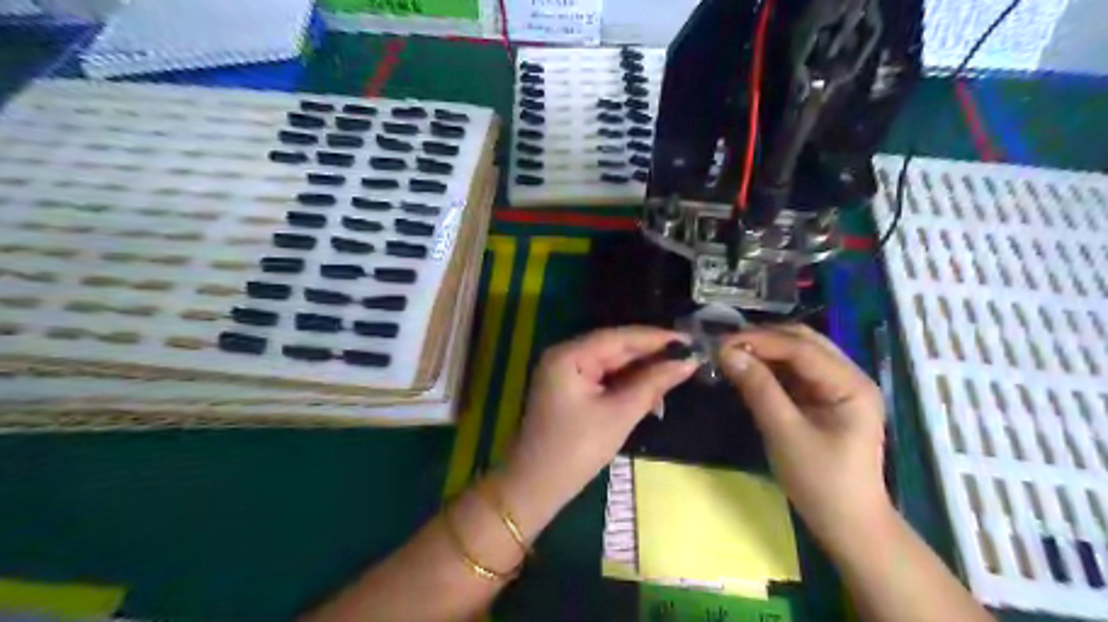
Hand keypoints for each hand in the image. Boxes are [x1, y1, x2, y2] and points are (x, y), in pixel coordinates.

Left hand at [505, 324, 693, 509]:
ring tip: (678, 373)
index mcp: (569, 355)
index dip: (656, 338)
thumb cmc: (576, 450)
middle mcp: (565, 356)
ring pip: (612, 364)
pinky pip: (605, 378)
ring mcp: (566, 373)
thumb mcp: (619, 414)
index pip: (619, 337)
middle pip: (615, 348)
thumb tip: (687, 362)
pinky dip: (628, 384)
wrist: (536, 487)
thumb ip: (653, 384)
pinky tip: (653, 389)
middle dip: (651, 354)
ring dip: (642, 371)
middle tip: (690, 357)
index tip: (690, 341)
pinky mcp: (571, 390)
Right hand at [719, 324, 889, 551]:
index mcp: (851, 384)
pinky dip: (770, 367)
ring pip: (798, 353)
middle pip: (804, 342)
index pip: (802, 348)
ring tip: (731, 354)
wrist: (848, 525)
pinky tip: (748, 369)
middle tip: (724, 346)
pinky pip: (795, 371)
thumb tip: (727, 353)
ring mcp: (838, 387)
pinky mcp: (824, 398)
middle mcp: (849, 377)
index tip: (721, 343)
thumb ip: (758, 389)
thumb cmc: (821, 482)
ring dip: (765, 351)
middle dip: (763, 340)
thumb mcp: (785, 434)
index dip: (760, 341)